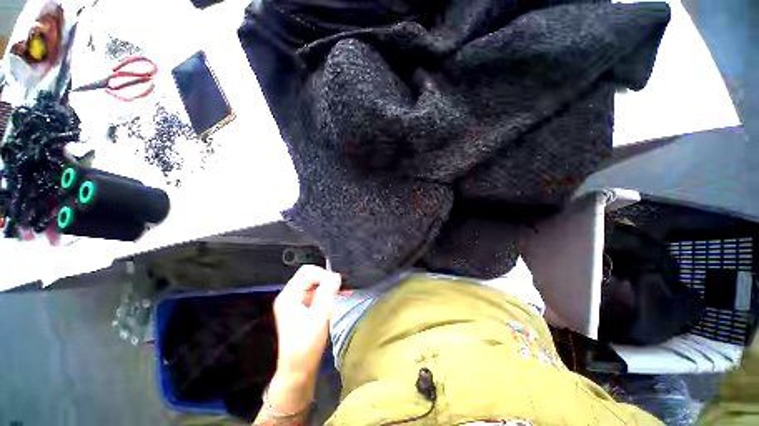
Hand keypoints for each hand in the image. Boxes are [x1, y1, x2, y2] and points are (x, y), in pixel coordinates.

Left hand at [273, 265, 341, 379]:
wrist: (298, 371)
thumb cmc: (306, 344)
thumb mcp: (319, 316)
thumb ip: (327, 293)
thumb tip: (336, 276)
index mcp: (289, 295)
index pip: (307, 272)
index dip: (323, 275)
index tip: (337, 285)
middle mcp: (290, 296)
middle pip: (310, 276)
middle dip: (327, 279)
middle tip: (341, 287)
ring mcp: (296, 303)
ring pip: (315, 285)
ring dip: (329, 286)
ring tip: (344, 291)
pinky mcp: (302, 310)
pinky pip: (316, 294)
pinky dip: (327, 294)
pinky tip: (339, 296)